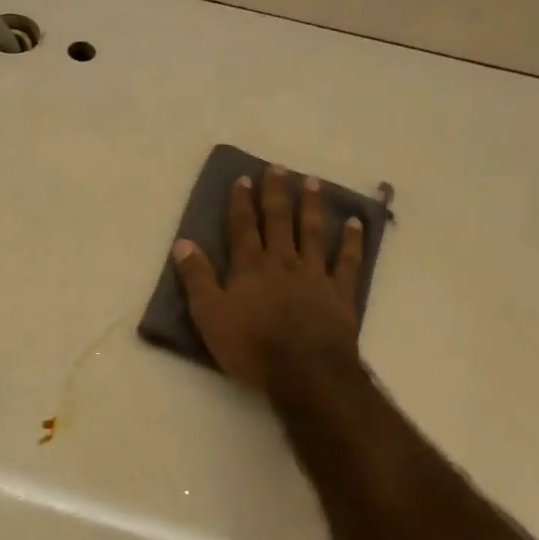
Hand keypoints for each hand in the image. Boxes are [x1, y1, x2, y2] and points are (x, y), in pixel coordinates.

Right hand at [171, 166, 363, 388]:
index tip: (243, 179)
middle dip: (276, 193)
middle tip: (278, 168)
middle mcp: (283, 262)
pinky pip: (348, 260)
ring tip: (312, 182)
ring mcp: (316, 275)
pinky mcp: (340, 292)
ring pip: (313, 232)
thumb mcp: (209, 316)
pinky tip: (355, 222)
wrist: (305, 371)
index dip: (241, 203)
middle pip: (279, 221)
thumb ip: (197, 279)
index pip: (243, 228)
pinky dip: (352, 240)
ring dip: (311, 206)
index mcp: (250, 267)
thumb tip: (183, 244)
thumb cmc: (251, 347)